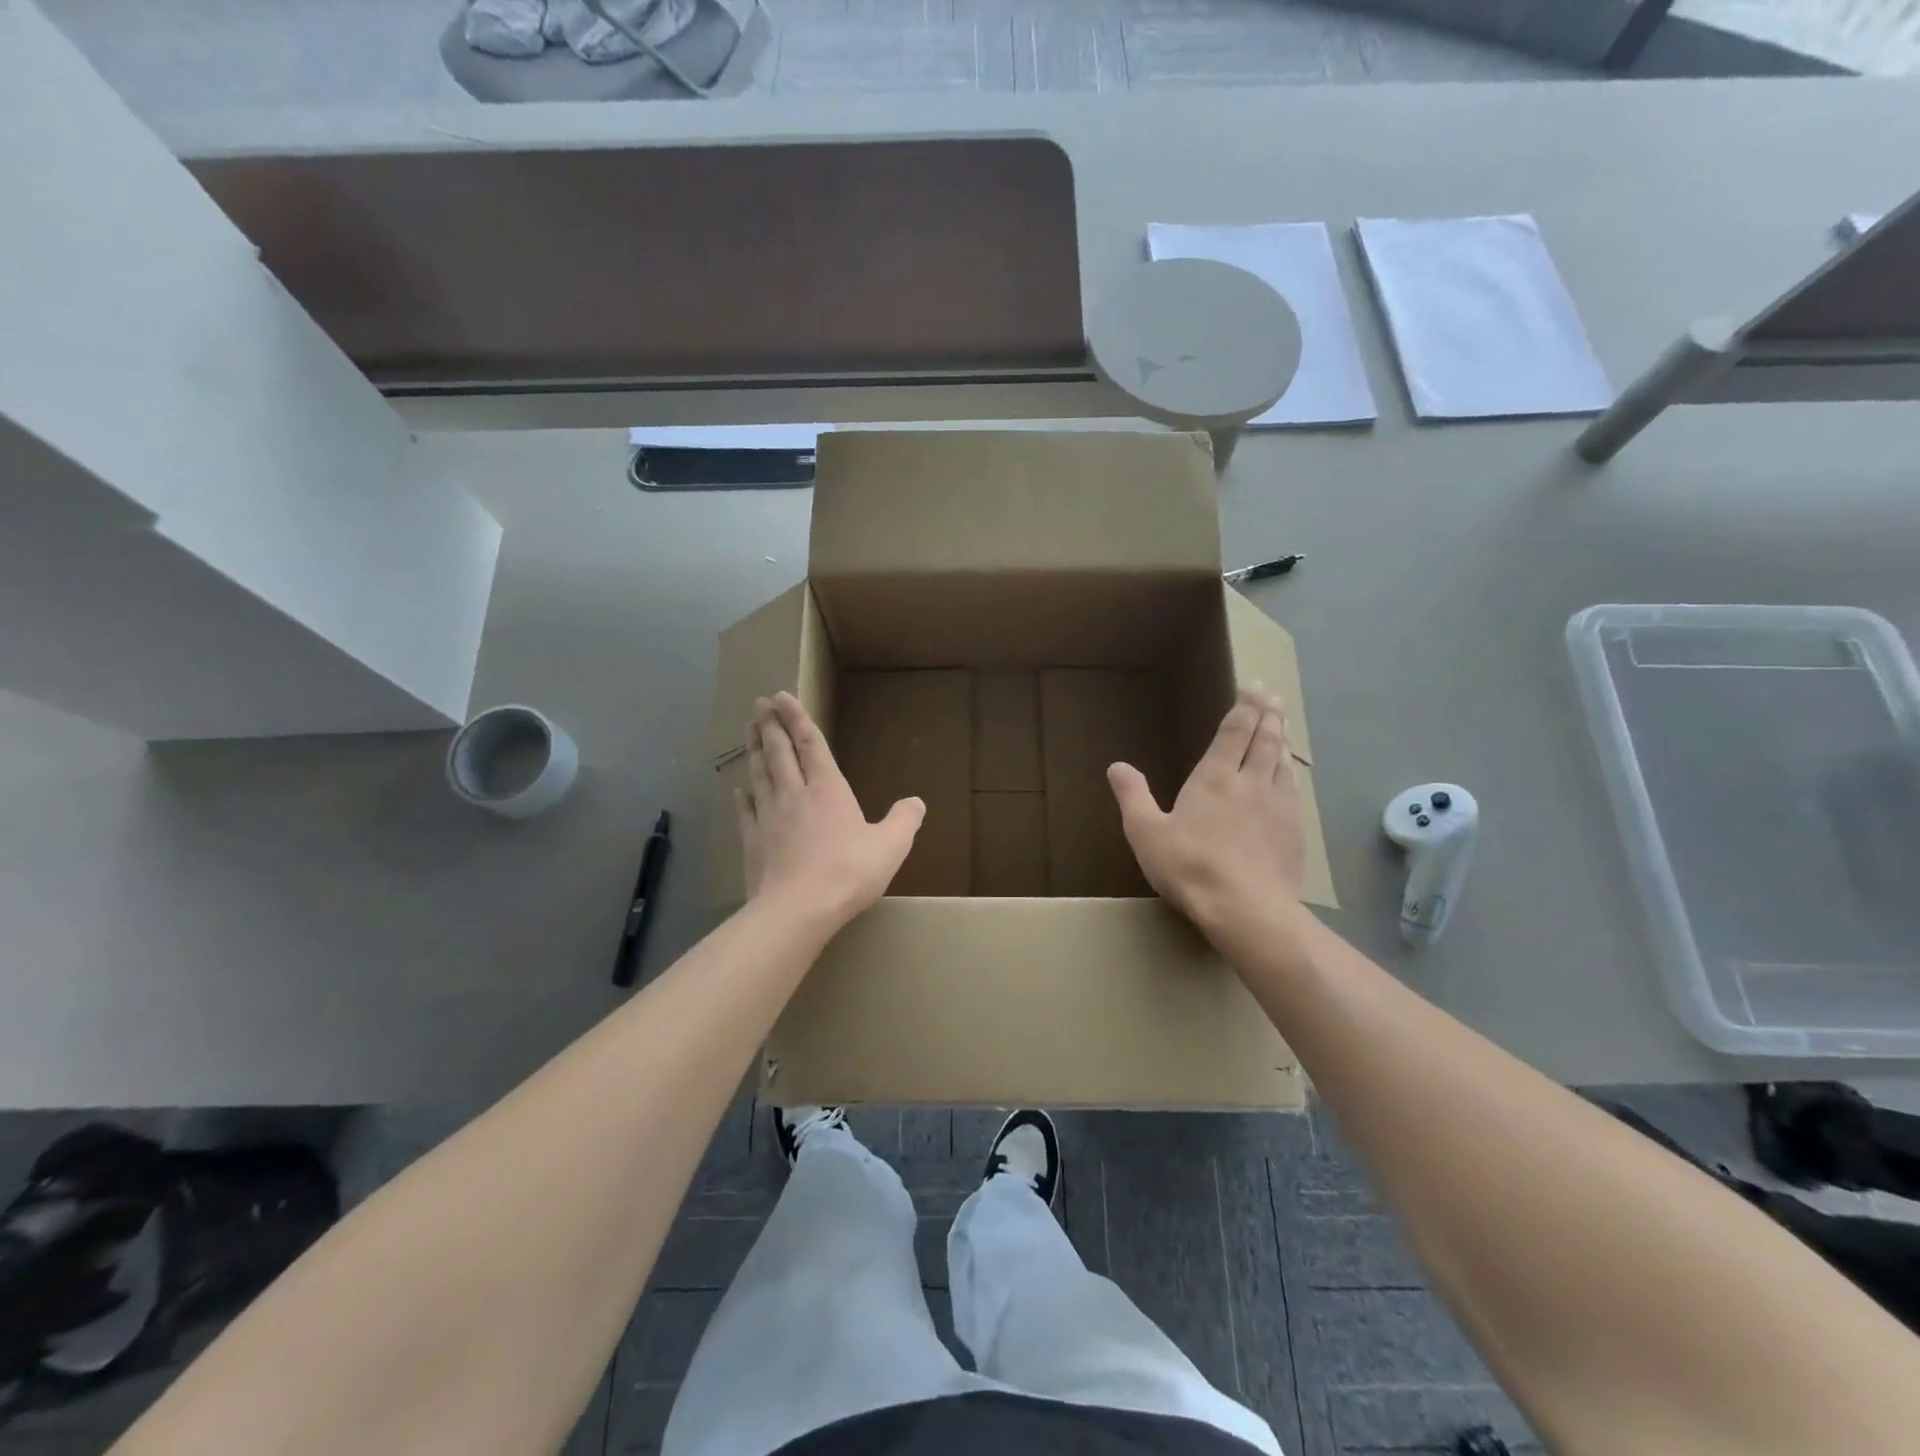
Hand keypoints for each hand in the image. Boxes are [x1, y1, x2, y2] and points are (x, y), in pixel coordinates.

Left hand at [735, 692, 924, 925]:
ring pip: (759, 774)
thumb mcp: (891, 846)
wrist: (798, 909)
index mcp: (828, 789)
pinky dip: (743, 796)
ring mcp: (769, 816)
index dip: (796, 717)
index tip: (781, 695)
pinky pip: (746, 810)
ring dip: (754, 750)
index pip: (810, 743)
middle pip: (779, 752)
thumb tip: (916, 801)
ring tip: (749, 730)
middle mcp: (794, 793)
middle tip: (760, 703)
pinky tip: (739, 788)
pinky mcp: (753, 841)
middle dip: (771, 725)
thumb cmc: (849, 872)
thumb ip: (904, 820)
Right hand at [1107, 687, 1305, 936]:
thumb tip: (1117, 766)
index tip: (1253, 687)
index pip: (1234, 731)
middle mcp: (1251, 783)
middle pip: (1265, 740)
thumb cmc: (1189, 867)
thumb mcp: (1146, 832)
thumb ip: (1132, 796)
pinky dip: (1291, 773)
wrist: (1247, 909)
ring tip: (1282, 726)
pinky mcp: (1294, 832)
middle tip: (1272, 697)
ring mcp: (1278, 807)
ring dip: (1282, 740)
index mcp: (1215, 777)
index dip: (1244, 707)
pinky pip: (1294, 790)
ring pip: (1283, 762)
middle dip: (1267, 715)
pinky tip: (1291, 777)